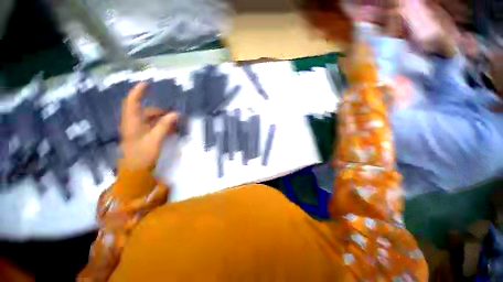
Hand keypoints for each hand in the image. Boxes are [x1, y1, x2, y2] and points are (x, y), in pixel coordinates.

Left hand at [120, 82, 177, 169]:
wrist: (133, 175)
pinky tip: (167, 131)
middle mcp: (131, 122)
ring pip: (146, 119)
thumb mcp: (155, 140)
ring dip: (159, 119)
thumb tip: (176, 114)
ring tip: (172, 124)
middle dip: (158, 110)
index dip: (139, 90)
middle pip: (143, 110)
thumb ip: (165, 125)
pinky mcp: (136, 138)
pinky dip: (156, 126)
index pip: (133, 100)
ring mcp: (133, 131)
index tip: (148, 83)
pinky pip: (147, 127)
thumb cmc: (141, 156)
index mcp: (132, 120)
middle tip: (172, 114)